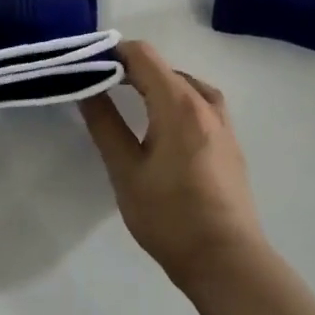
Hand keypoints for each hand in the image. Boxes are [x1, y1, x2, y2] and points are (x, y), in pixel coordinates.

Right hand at [80, 41, 271, 289]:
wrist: (226, 261)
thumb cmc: (169, 216)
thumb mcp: (126, 170)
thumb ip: (105, 124)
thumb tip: (86, 88)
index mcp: (179, 105)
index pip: (143, 56)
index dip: (112, 53)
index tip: (85, 65)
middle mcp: (206, 104)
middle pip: (164, 68)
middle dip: (129, 69)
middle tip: (96, 86)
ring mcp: (223, 124)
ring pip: (185, 84)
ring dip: (155, 84)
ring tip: (129, 100)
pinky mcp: (229, 143)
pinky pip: (199, 104)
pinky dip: (175, 99)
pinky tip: (161, 124)